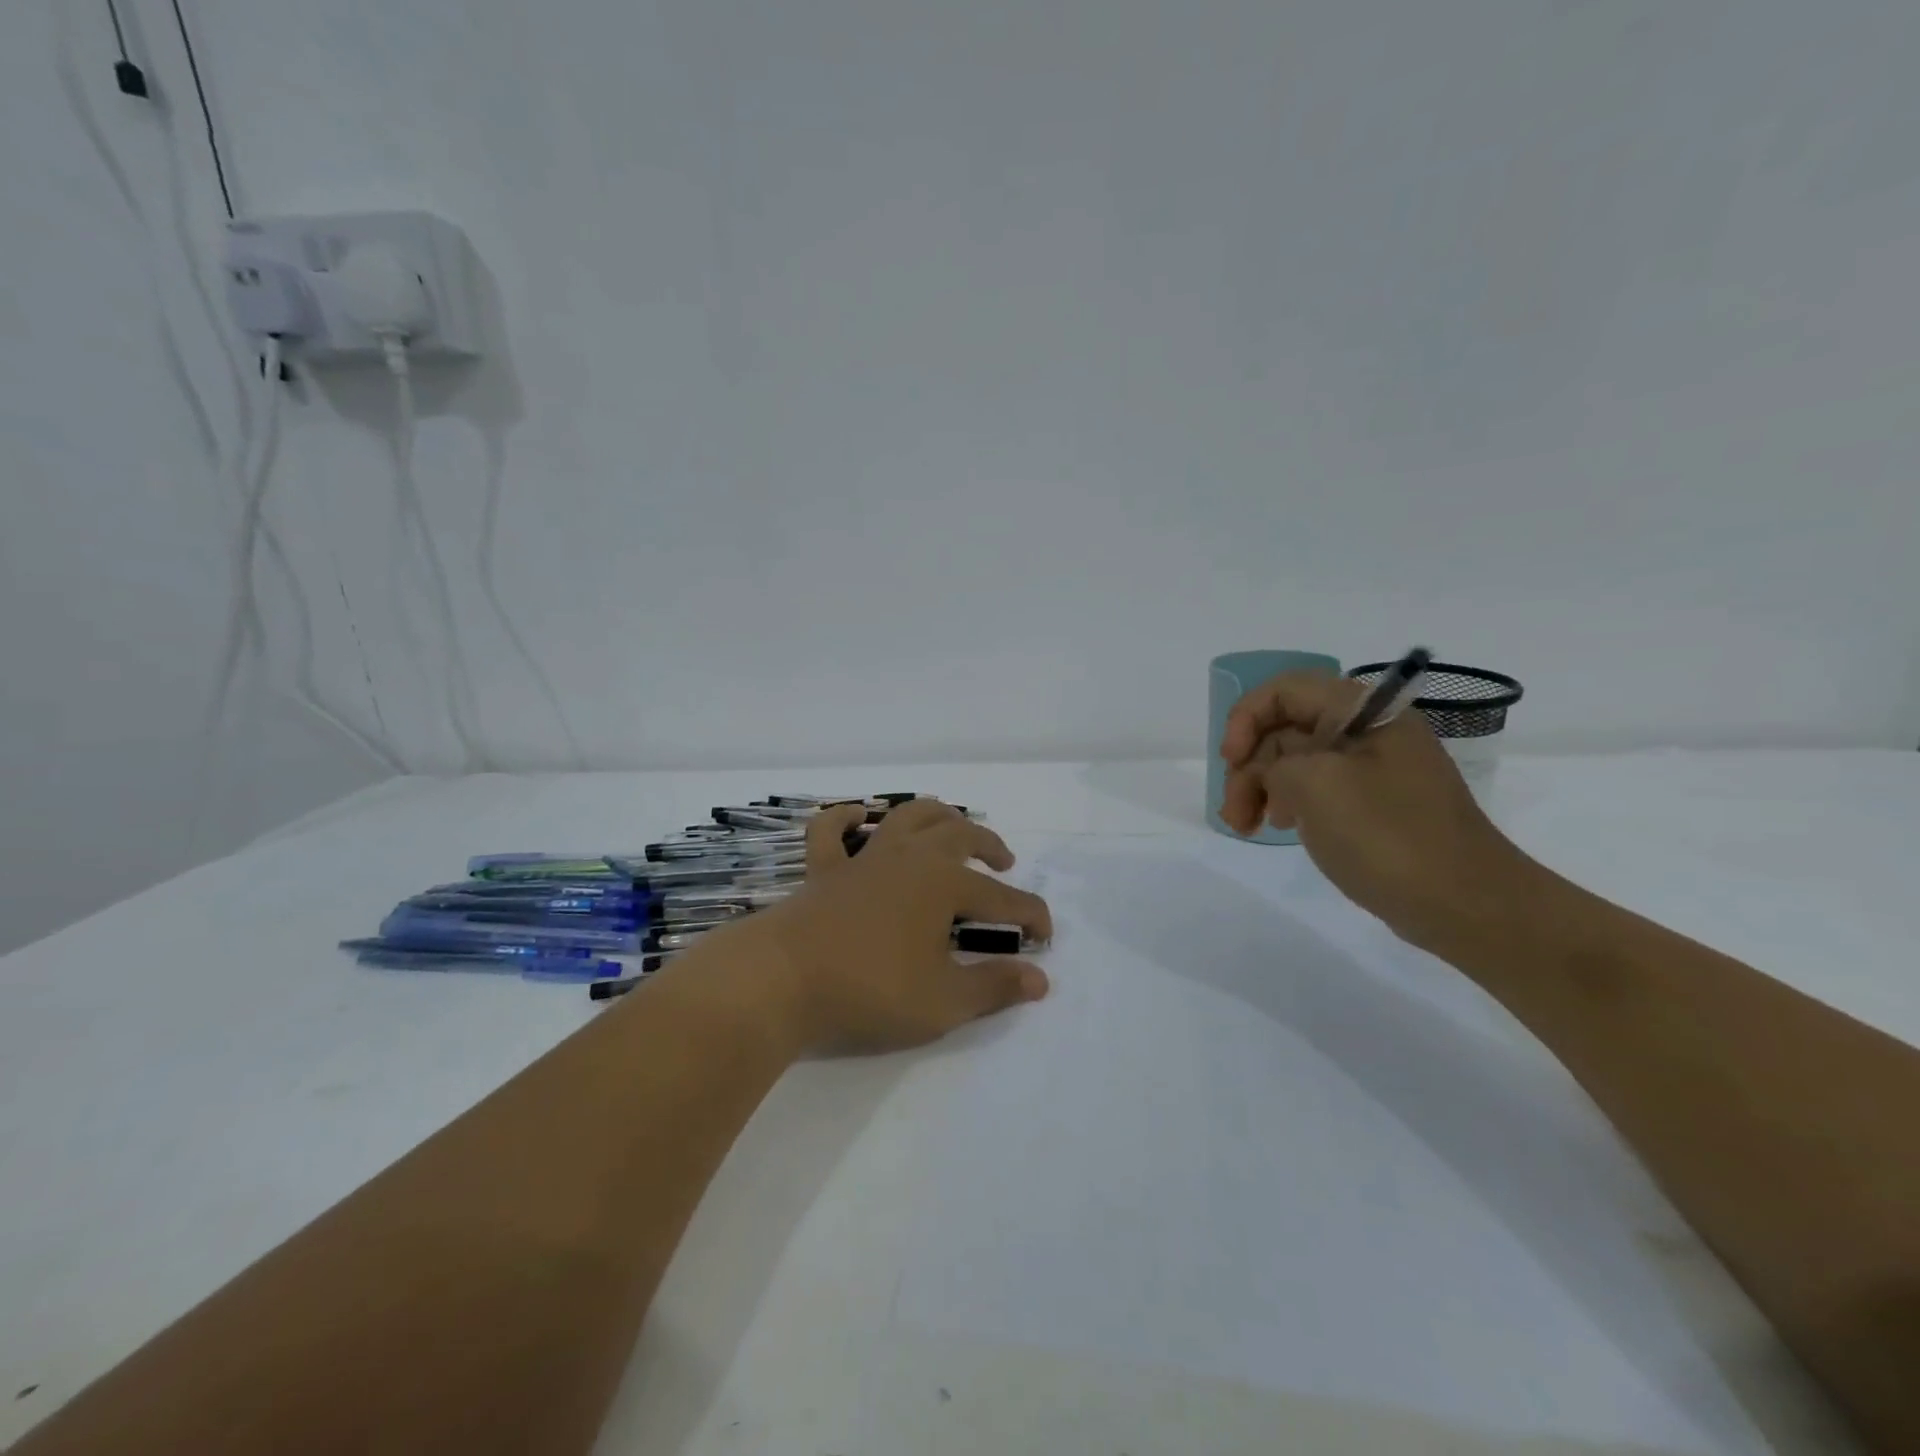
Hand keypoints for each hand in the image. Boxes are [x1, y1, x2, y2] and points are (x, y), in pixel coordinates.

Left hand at [724, 801, 1052, 1054]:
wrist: (782, 980)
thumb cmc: (869, 990)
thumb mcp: (942, 1001)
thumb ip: (993, 987)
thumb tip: (1039, 980)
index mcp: (943, 884)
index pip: (1001, 897)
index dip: (1029, 915)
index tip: (1045, 936)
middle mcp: (909, 858)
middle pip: (960, 835)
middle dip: (989, 846)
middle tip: (1005, 863)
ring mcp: (864, 858)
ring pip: (907, 817)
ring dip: (936, 816)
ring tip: (953, 825)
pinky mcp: (824, 870)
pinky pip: (831, 831)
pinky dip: (844, 818)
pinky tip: (855, 816)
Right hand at [1219, 672, 1535, 948]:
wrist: (1465, 905)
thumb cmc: (1388, 836)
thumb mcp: (1315, 785)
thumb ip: (1275, 761)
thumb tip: (1273, 773)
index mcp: (1365, 712)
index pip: (1285, 690)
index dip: (1246, 719)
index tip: (1230, 761)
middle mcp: (1369, 731)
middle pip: (1286, 729)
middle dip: (1249, 766)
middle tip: (1233, 812)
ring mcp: (1373, 770)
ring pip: (1296, 762)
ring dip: (1261, 788)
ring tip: (1245, 828)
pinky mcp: (1373, 805)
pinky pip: (1316, 790)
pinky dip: (1288, 804)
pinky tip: (1279, 827)